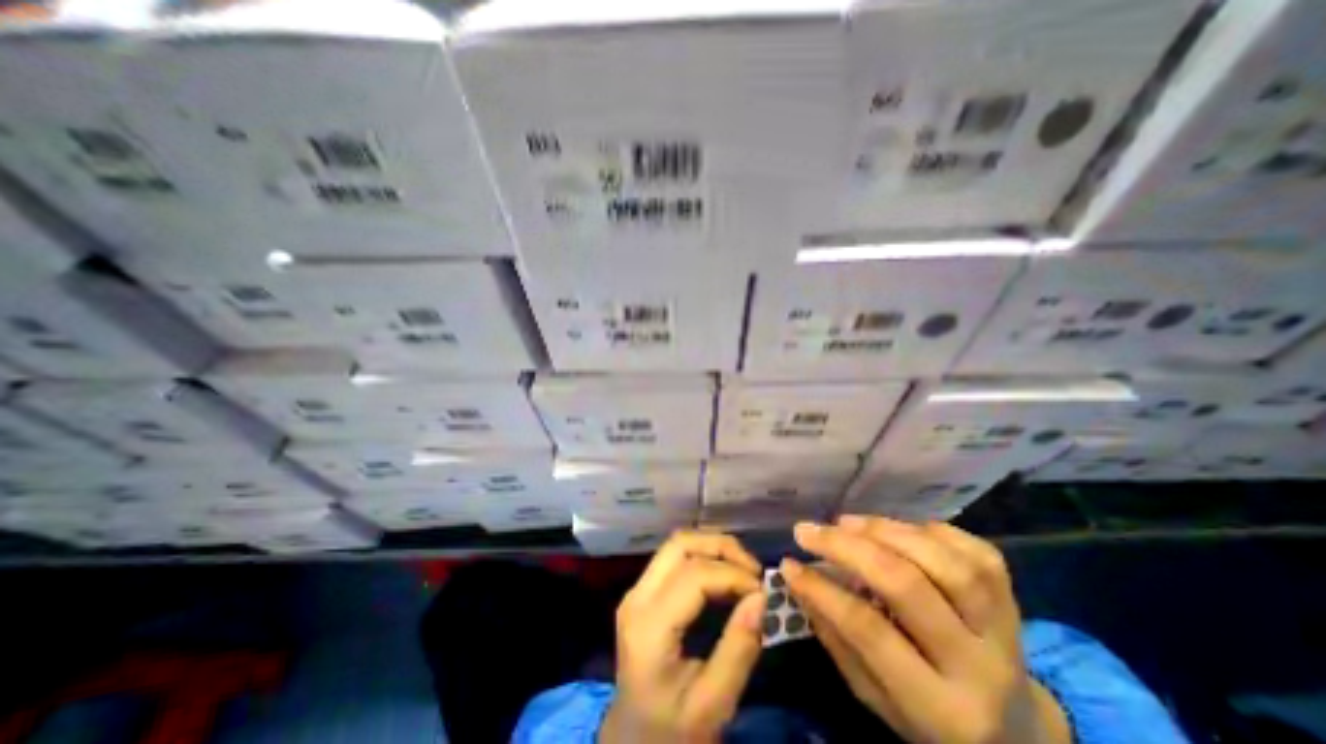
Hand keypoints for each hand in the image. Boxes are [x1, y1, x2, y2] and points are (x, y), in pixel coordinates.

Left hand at [601, 531, 766, 741]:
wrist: (633, 739)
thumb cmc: (672, 728)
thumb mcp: (712, 705)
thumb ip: (738, 650)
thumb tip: (762, 598)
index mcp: (649, 626)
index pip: (693, 575)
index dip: (733, 574)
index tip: (763, 592)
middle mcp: (637, 596)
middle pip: (680, 544)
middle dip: (722, 547)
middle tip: (754, 571)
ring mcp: (637, 589)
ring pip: (677, 544)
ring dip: (713, 547)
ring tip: (744, 569)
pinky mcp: (643, 590)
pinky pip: (675, 557)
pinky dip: (704, 556)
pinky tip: (725, 574)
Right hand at [778, 516, 1070, 743]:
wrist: (1017, 730)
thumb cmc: (930, 716)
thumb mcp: (876, 696)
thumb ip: (837, 639)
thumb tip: (798, 579)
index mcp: (941, 707)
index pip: (870, 632)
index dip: (821, 591)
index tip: (788, 563)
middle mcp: (980, 665)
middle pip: (907, 585)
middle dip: (847, 548)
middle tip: (808, 530)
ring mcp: (1005, 628)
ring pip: (943, 561)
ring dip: (884, 530)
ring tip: (846, 523)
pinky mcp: (1015, 599)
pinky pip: (974, 550)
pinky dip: (927, 530)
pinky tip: (896, 529)